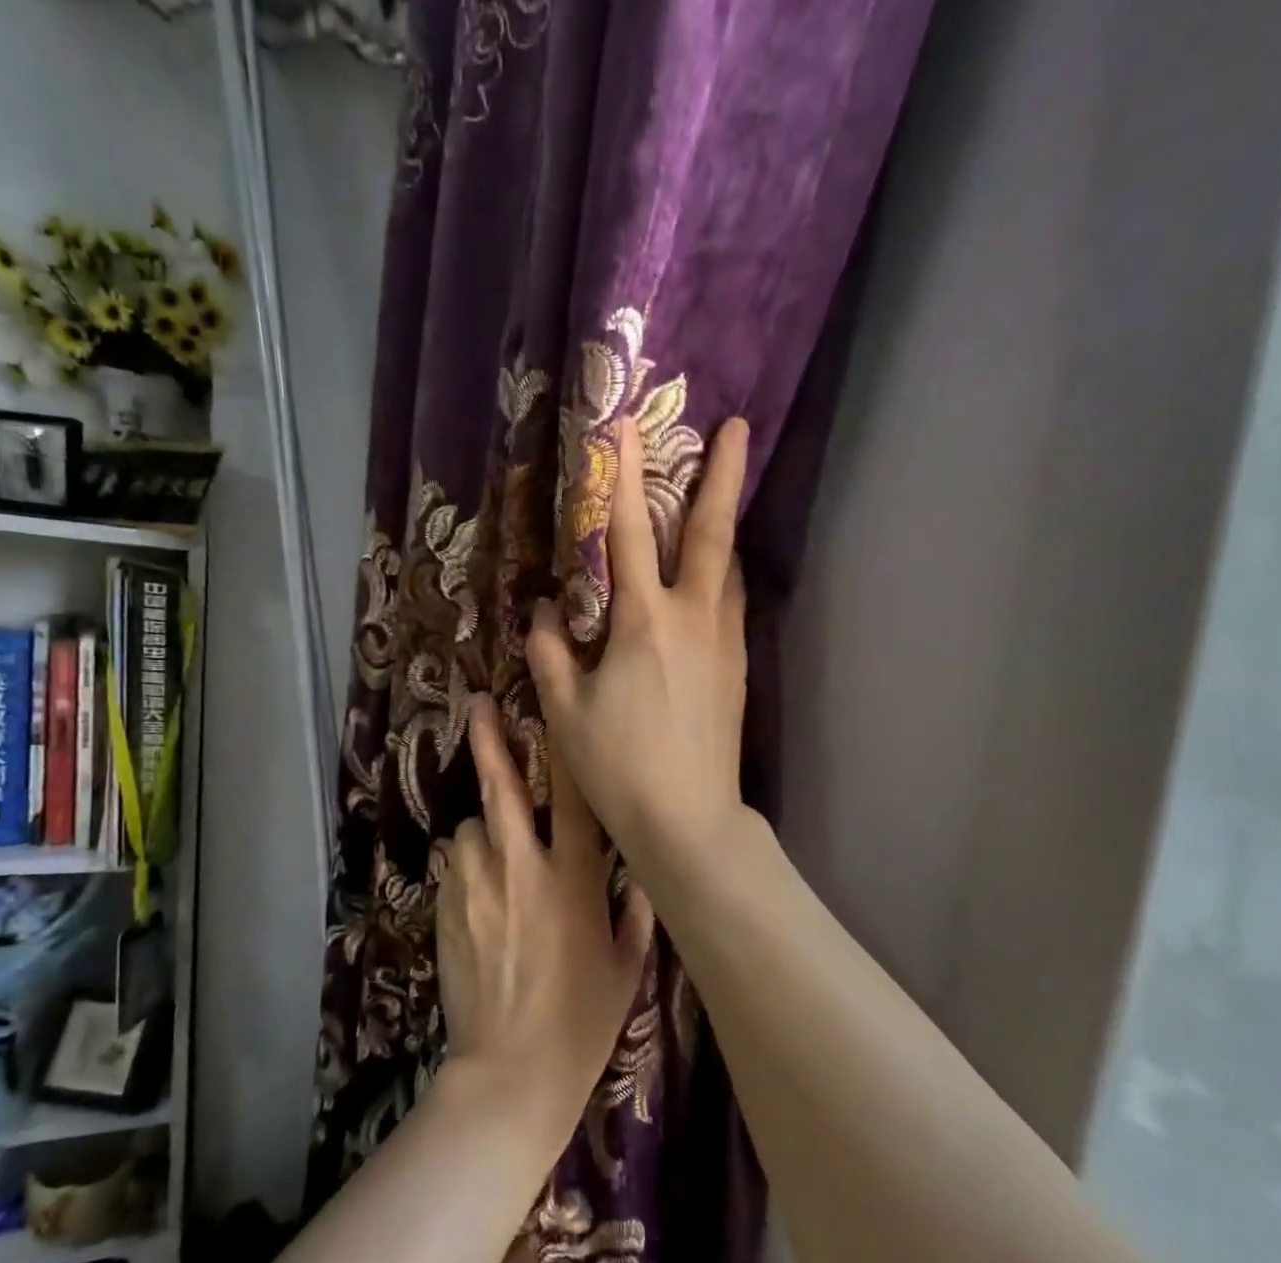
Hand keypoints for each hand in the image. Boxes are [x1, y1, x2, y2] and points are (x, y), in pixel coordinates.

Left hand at [435, 693, 654, 1139]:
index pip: (571, 798)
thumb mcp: (625, 967)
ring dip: (483, 829)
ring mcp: (476, 887)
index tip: (548, 708)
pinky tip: (476, 891)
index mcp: (574, 880)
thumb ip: (634, 913)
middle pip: (501, 790)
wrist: (511, 1070)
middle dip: (490, 743)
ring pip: (471, 828)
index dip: (561, 748)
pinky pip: (454, 865)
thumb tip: (639, 875)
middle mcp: (522, 869)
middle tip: (479, 706)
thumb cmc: (581, 1019)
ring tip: (494, 854)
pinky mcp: (445, 909)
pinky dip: (465, 864)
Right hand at [528, 413, 753, 876]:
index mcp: (643, 623)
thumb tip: (542, 611)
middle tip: (737, 427)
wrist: (688, 819)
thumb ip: (550, 653)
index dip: (622, 476)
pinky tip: (713, 581)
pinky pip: (731, 606)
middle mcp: (692, 619)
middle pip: (710, 533)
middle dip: (722, 474)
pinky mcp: (738, 670)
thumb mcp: (564, 711)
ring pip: (727, 569)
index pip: (626, 534)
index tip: (623, 425)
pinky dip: (722, 577)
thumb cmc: (618, 766)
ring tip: (721, 498)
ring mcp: (723, 644)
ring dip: (724, 527)